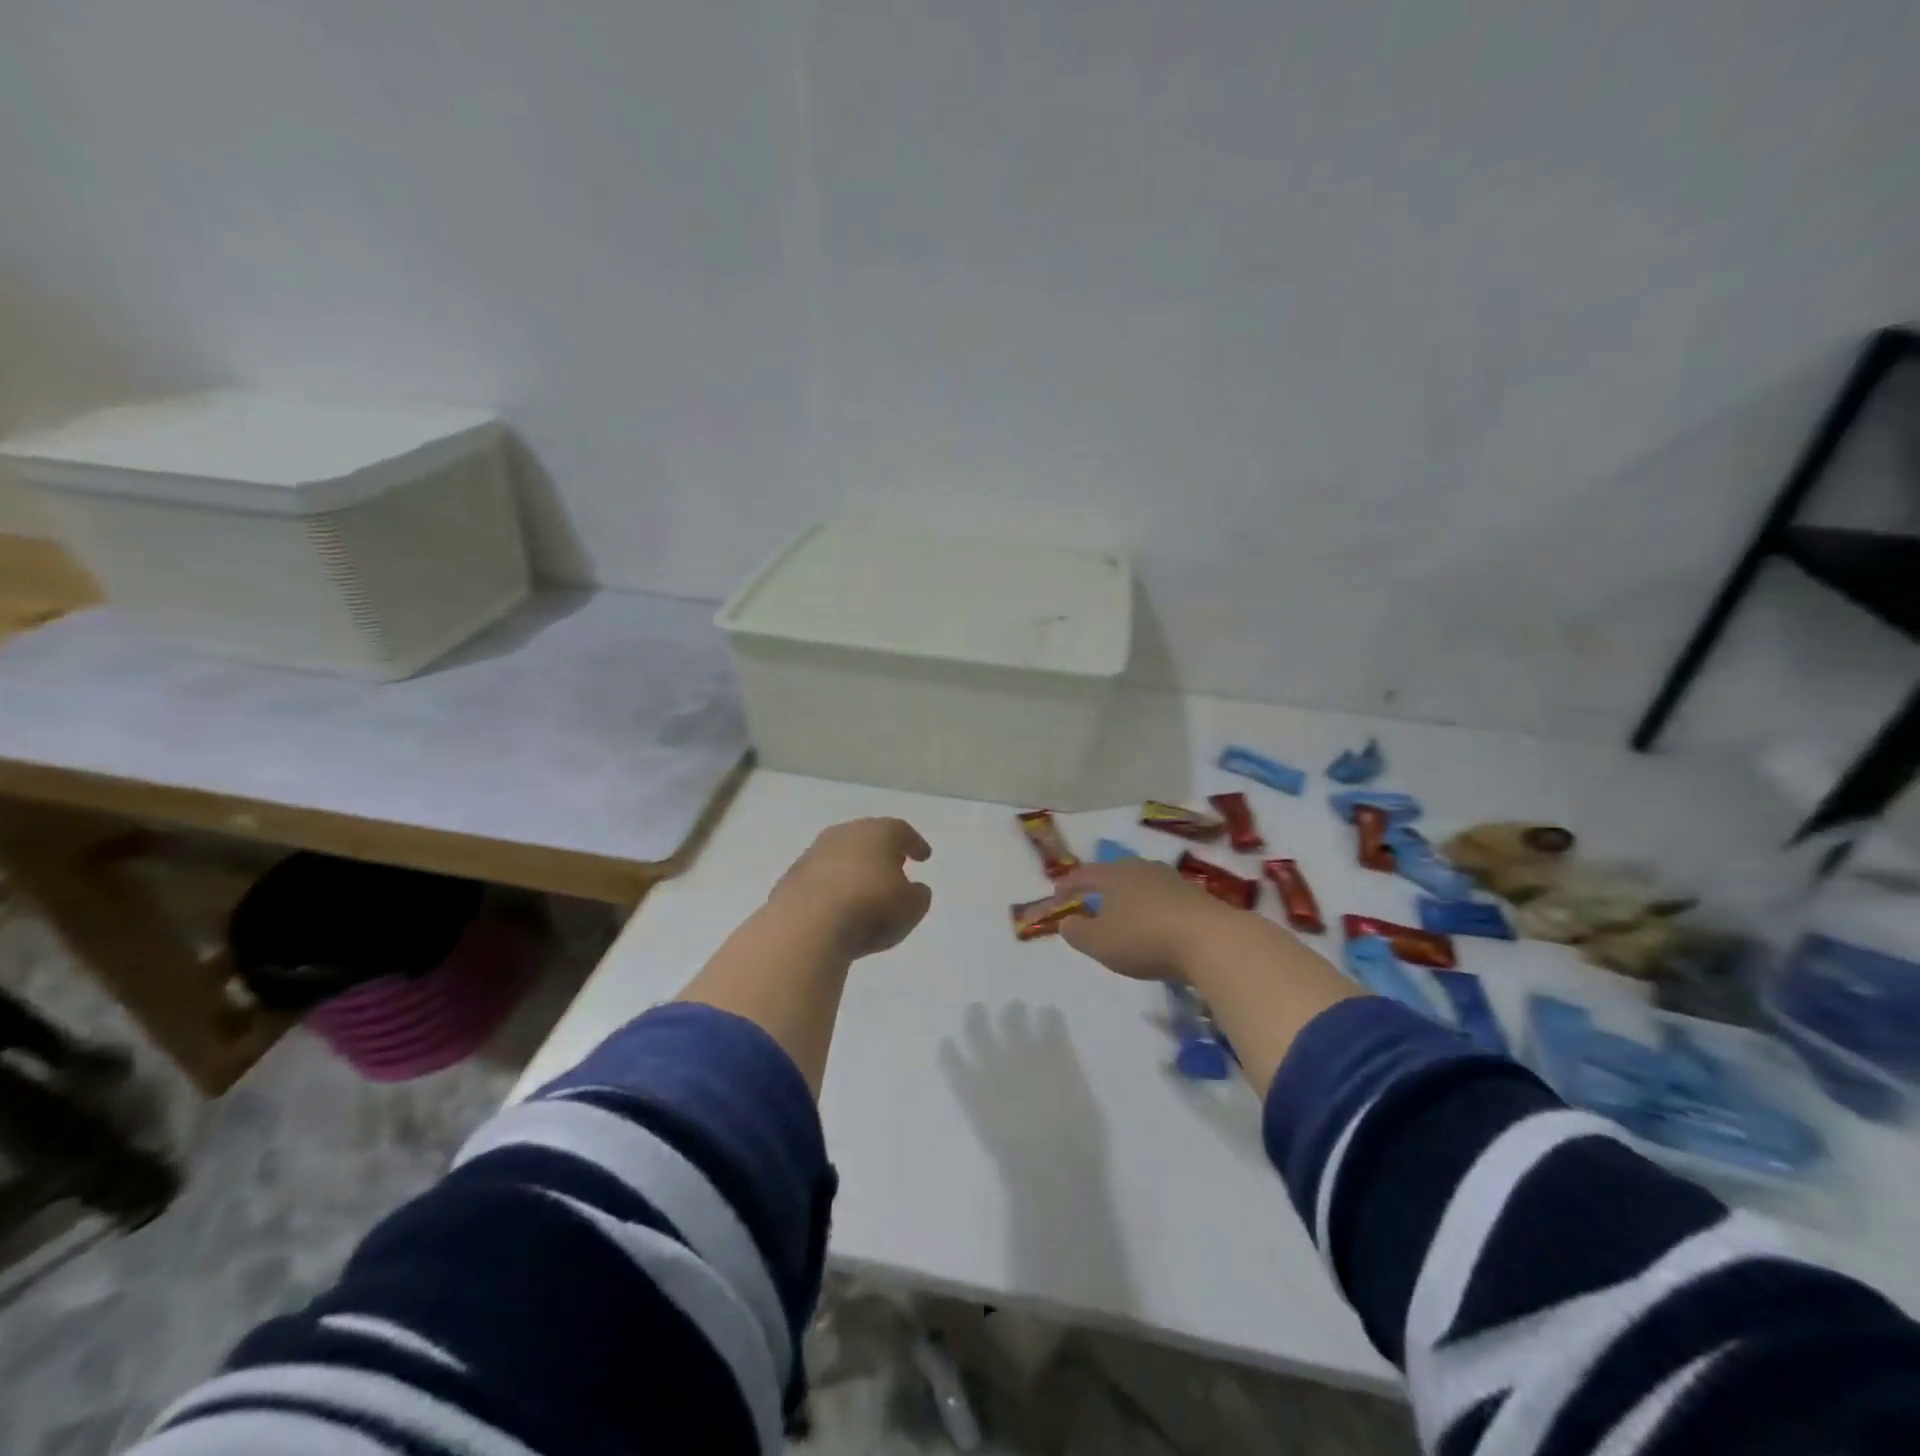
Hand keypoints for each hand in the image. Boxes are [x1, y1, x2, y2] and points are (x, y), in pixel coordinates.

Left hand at [767, 818, 933, 958]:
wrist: (806, 925)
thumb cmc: (870, 909)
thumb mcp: (911, 908)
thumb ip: (918, 896)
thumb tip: (914, 890)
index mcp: (879, 833)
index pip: (901, 831)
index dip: (915, 844)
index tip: (923, 857)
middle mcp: (845, 833)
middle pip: (868, 837)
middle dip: (882, 851)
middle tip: (894, 867)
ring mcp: (814, 853)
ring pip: (841, 855)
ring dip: (854, 868)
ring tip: (864, 889)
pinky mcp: (791, 876)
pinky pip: (820, 877)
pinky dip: (832, 886)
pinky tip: (837, 905)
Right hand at [1053, 859, 1238, 981]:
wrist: (1211, 940)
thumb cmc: (1144, 938)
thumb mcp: (1099, 942)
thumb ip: (1077, 932)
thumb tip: (1066, 922)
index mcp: (1114, 875)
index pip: (1084, 874)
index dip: (1068, 885)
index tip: (1057, 894)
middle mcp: (1142, 870)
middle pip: (1115, 874)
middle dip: (1101, 887)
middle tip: (1091, 901)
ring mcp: (1173, 881)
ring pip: (1142, 885)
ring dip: (1129, 899)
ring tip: (1123, 915)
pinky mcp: (1197, 898)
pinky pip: (1164, 901)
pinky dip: (1153, 911)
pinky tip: (1155, 926)